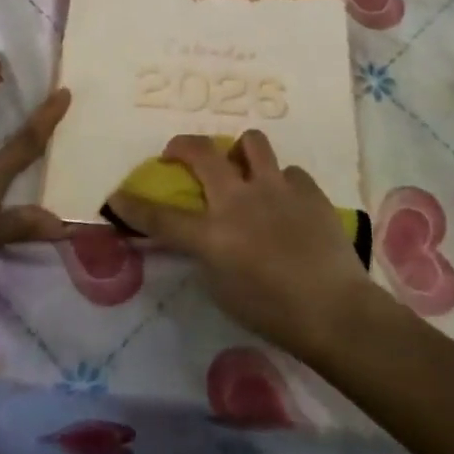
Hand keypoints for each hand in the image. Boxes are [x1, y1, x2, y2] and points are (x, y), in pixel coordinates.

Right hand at [111, 130, 382, 357]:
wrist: (336, 310)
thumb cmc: (274, 313)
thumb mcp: (223, 289)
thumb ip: (207, 254)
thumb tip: (203, 233)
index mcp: (213, 233)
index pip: (161, 216)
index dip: (133, 205)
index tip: (116, 196)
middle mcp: (239, 199)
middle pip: (201, 152)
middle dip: (182, 146)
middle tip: (179, 152)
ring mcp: (275, 187)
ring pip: (250, 141)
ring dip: (240, 151)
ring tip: (243, 167)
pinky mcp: (306, 187)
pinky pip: (287, 171)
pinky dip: (280, 183)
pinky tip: (287, 203)